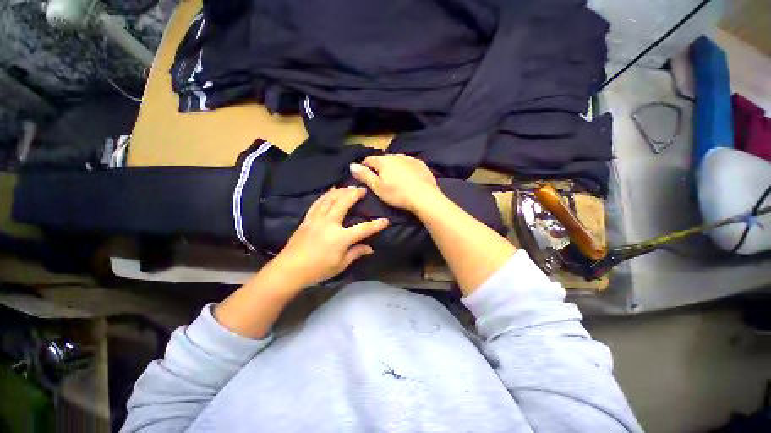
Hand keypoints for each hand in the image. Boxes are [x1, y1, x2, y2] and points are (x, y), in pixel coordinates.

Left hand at [271, 186, 388, 287]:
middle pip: (344, 204)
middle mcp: (329, 224)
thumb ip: (356, 253)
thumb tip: (370, 248)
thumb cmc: (317, 270)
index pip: (363, 229)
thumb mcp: (340, 264)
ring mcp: (317, 220)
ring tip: (348, 187)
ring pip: (329, 200)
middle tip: (362, 189)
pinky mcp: (307, 219)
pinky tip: (330, 191)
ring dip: (340, 191)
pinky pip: (317, 203)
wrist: (289, 270)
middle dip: (354, 194)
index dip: (376, 225)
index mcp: (340, 238)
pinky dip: (325, 195)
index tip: (385, 220)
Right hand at [349, 154, 440, 212]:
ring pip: (396, 160)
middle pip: (383, 159)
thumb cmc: (397, 194)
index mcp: (384, 161)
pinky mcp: (421, 164)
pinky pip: (408, 163)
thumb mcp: (378, 187)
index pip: (368, 159)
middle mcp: (396, 155)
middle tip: (380, 180)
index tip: (364, 176)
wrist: (424, 197)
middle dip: (379, 167)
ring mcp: (410, 158)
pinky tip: (408, 178)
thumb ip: (365, 175)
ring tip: (395, 180)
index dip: (364, 167)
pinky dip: (405, 169)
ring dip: (393, 167)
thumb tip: (352, 165)